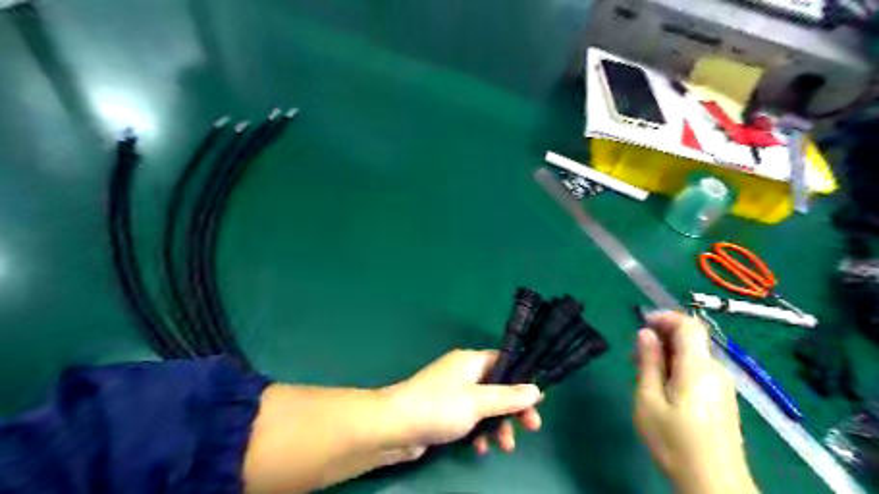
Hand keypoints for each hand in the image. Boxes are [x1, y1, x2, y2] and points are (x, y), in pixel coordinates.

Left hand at [385, 349, 542, 456]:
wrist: (395, 427)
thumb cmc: (439, 407)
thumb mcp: (478, 402)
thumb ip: (508, 397)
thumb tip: (536, 390)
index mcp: (471, 361)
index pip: (504, 362)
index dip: (522, 380)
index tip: (537, 400)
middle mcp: (463, 373)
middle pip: (497, 388)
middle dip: (513, 410)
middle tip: (530, 428)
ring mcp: (453, 393)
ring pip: (485, 407)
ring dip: (497, 426)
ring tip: (504, 447)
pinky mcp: (445, 412)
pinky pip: (470, 419)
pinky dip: (479, 432)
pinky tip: (480, 448)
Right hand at [637, 313, 758, 493]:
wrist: (714, 485)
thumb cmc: (674, 441)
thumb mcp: (649, 400)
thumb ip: (648, 363)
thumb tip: (646, 333)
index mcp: (697, 367)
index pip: (688, 325)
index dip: (665, 317)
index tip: (641, 323)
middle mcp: (716, 370)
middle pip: (690, 340)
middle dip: (661, 338)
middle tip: (634, 355)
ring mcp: (722, 386)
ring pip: (693, 356)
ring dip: (667, 355)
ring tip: (643, 373)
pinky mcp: (723, 400)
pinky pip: (699, 371)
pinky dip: (678, 368)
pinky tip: (662, 388)